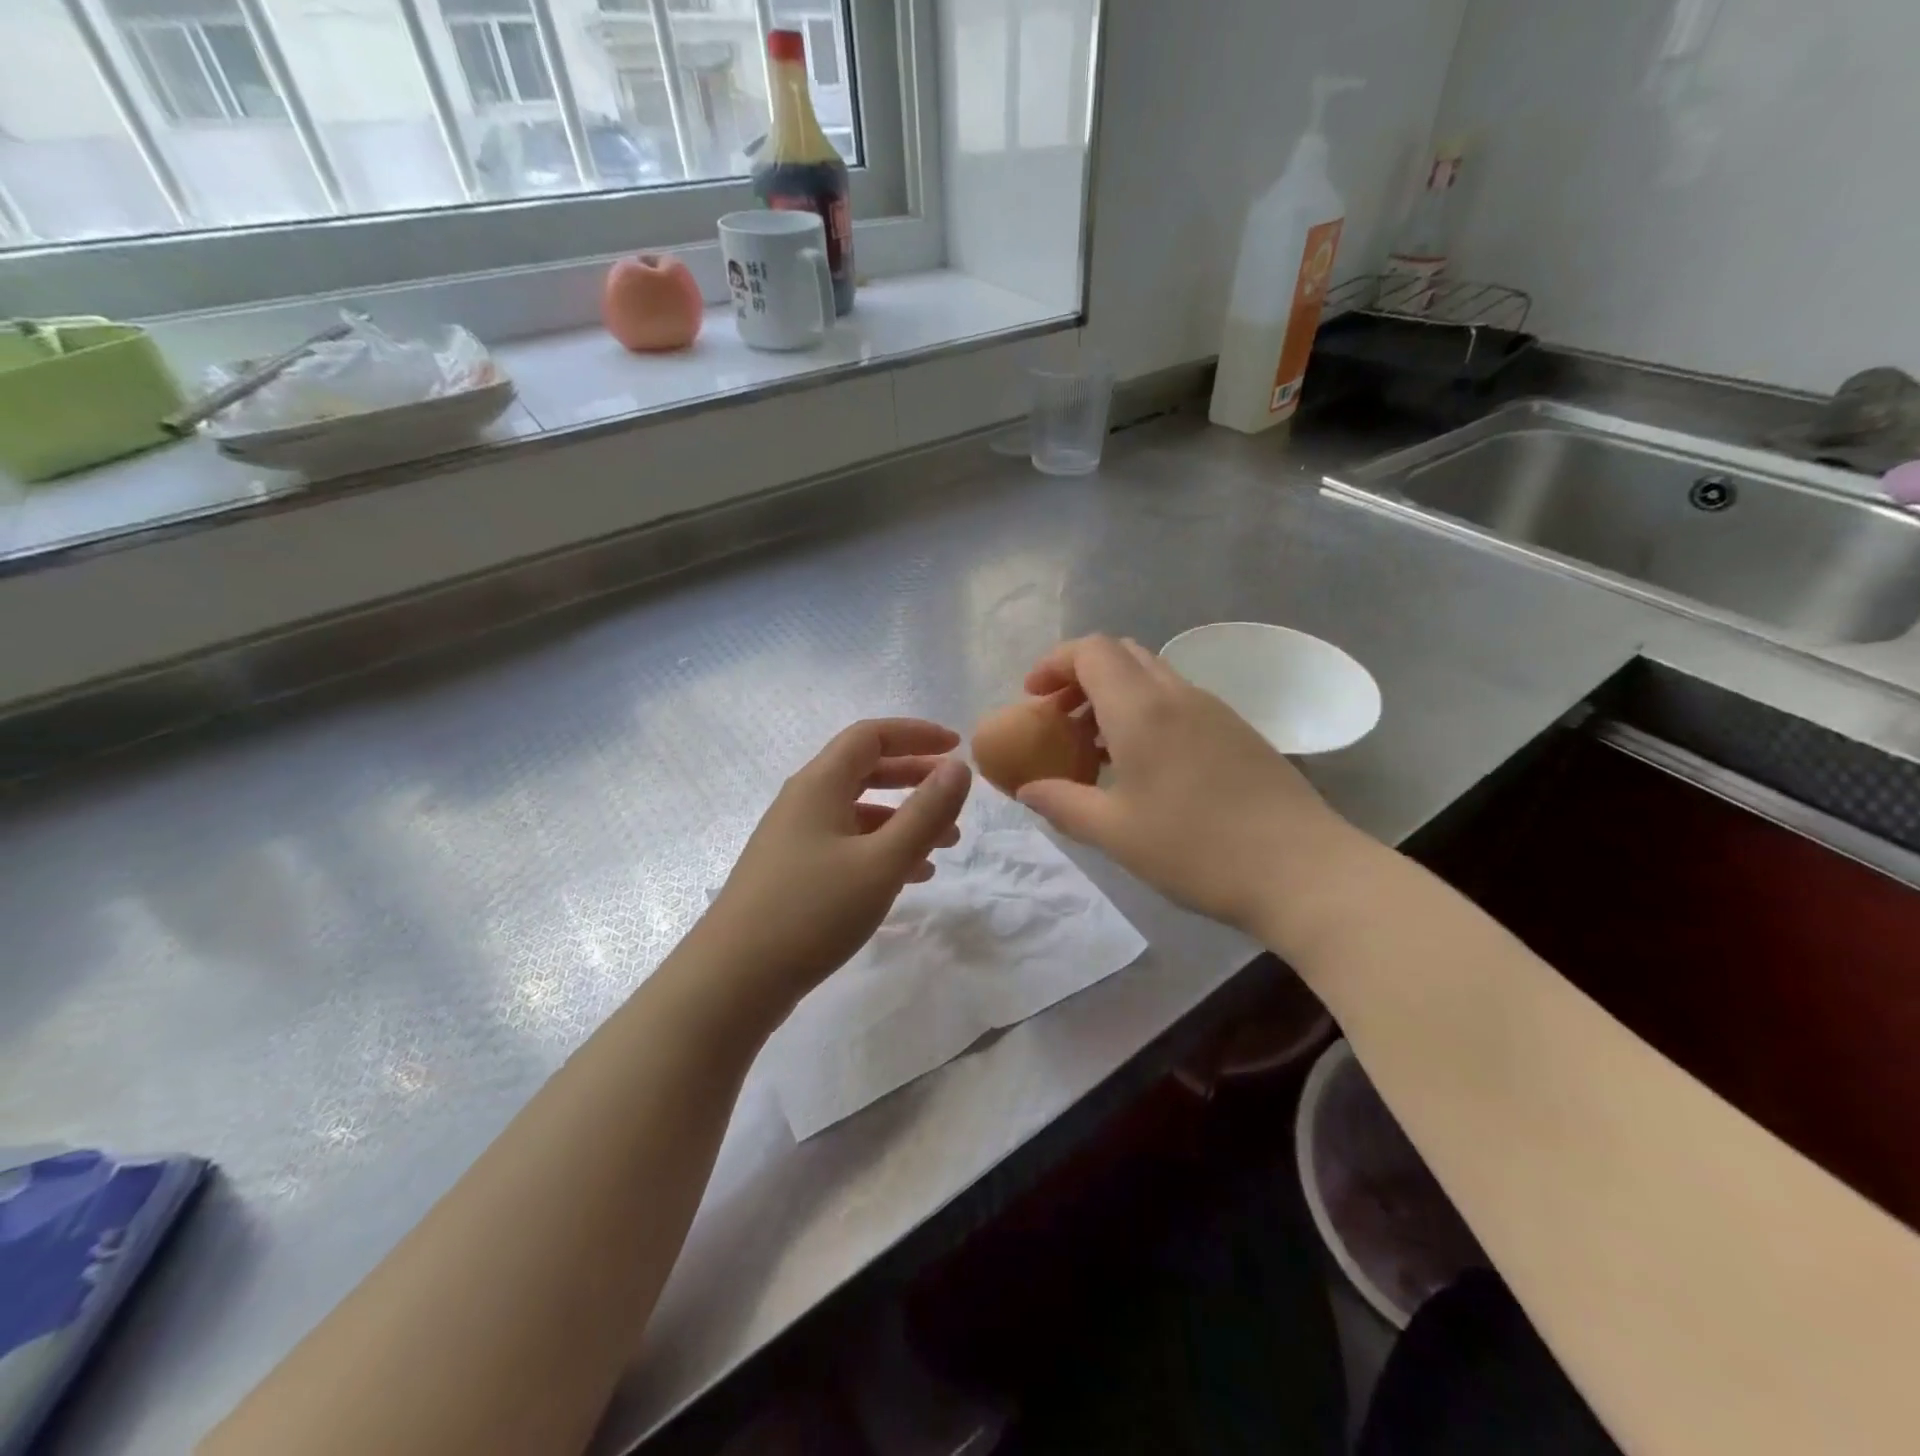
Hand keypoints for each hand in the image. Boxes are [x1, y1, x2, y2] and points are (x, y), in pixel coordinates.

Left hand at [701, 718, 971, 1015]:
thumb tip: (958, 767)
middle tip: (954, 795)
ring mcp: (794, 838)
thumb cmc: (812, 911)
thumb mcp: (881, 862)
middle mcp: (804, 801)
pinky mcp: (793, 873)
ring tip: (946, 845)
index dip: (916, 734)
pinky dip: (882, 849)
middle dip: (914, 777)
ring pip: (859, 812)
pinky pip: (847, 844)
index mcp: (819, 784)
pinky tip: (910, 877)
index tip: (955, 747)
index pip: (871, 735)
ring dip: (903, 819)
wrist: (733, 980)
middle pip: (865, 770)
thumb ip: (925, 813)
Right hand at [1015, 636, 1369, 944]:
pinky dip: (1147, 712)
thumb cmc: (1196, 849)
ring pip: (1153, 676)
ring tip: (1097, 747)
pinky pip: (1179, 701)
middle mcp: (1178, 695)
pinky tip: (1145, 765)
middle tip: (1061, 719)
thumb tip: (1028, 790)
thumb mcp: (1115, 833)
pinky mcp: (1238, 731)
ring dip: (1116, 695)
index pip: (1091, 651)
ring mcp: (1214, 710)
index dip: (1055, 663)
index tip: (1033, 696)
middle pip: (1122, 654)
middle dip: (1082, 675)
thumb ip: (1062, 803)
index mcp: (1141, 709)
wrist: (1302, 870)